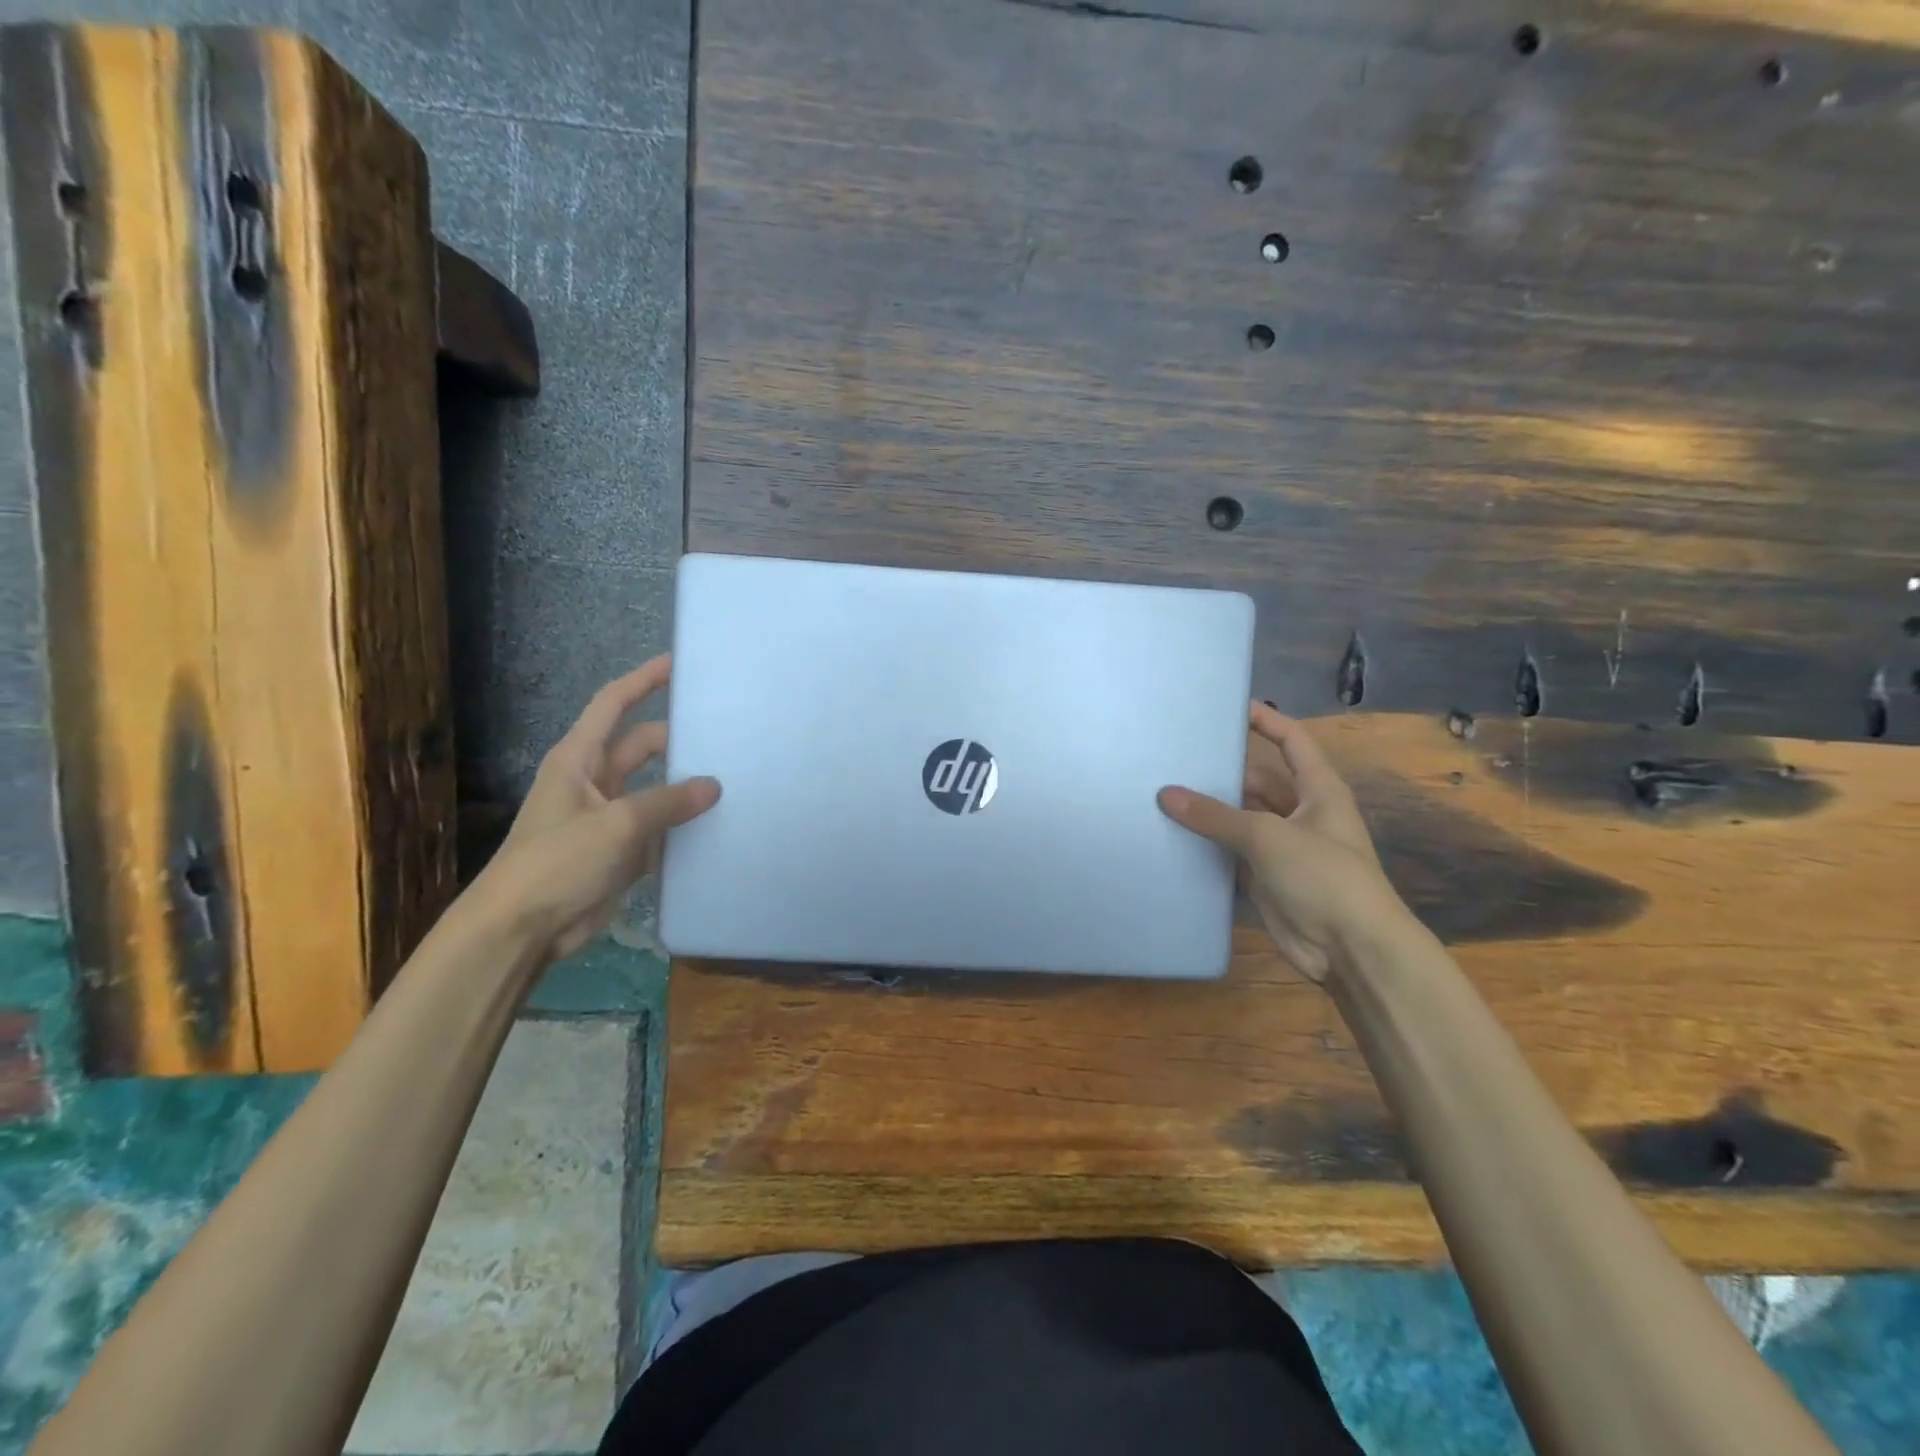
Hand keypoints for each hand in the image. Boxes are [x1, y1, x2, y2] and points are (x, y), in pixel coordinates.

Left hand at [470, 655, 719, 961]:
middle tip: (728, 735)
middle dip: (680, 740)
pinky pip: (661, 827)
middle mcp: (595, 780)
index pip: (614, 704)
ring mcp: (609, 816)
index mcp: (580, 759)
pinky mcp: (621, 850)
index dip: (644, 680)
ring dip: (687, 787)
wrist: (522, 930)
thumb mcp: (617, 825)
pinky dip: (684, 826)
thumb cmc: (558, 863)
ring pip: (657, 788)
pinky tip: (719, 825)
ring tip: (736, 778)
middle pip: (644, 746)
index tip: (679, 663)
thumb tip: (714, 785)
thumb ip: (669, 801)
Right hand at [1158, 702, 1407, 981]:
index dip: (1264, 720)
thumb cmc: (1323, 877)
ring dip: (1211, 812)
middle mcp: (1301, 813)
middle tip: (1175, 758)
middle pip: (1257, 780)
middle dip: (1222, 772)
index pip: (1291, 740)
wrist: (1351, 949)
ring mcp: (1283, 847)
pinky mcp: (1266, 878)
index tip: (1226, 707)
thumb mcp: (1268, 837)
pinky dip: (1208, 846)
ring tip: (1165, 794)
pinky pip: (1231, 852)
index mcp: (1318, 790)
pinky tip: (1174, 837)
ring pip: (1240, 818)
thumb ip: (1215, 815)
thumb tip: (1166, 794)